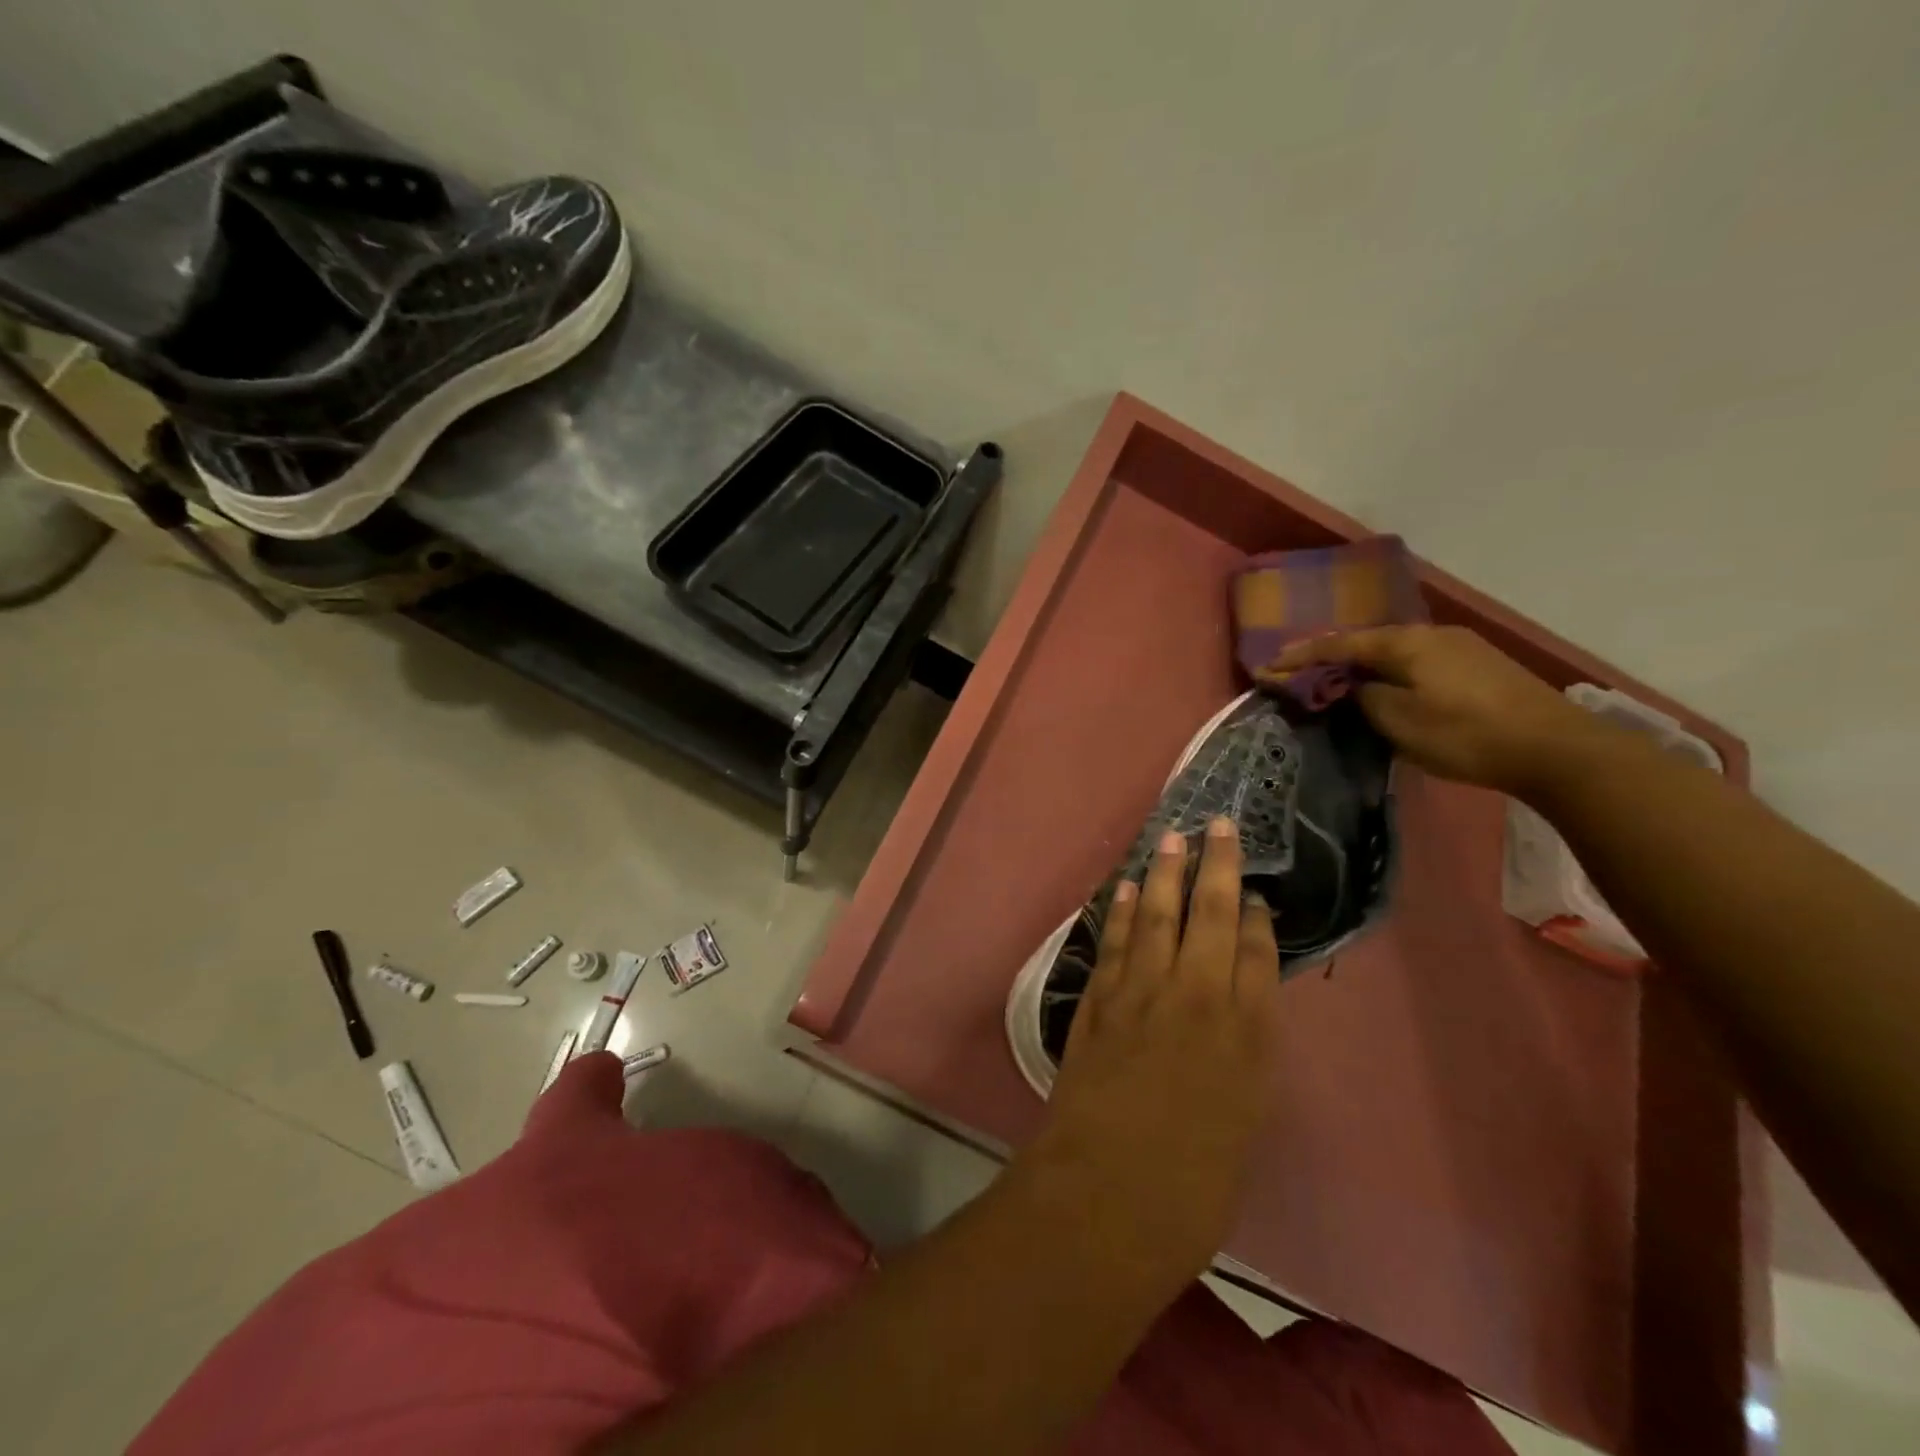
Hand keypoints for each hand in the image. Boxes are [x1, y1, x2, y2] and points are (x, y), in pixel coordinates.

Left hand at [1016, 817, 1280, 1295]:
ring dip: (1164, 873)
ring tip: (1172, 837)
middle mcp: (1198, 997)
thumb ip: (1240, 1059)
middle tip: (1218, 824)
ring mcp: (1142, 992)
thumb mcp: (1242, 1123)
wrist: (1108, 1196)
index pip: (1257, 954)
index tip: (1253, 890)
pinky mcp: (1098, 999)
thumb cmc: (1193, 1185)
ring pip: (1158, 915)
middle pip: (1211, 915)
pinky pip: (1114, 942)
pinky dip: (1120, 911)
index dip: (1255, 917)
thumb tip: (1235, 1015)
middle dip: (1216, 866)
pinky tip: (1124, 886)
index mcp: (1248, 1034)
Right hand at [1272, 625, 1601, 794]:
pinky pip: (1418, 661)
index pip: (1341, 643)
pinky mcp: (1481, 666)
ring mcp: (1462, 647)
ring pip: (1396, 651)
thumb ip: (1365, 699)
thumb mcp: (1400, 722)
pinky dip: (1392, 672)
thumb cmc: (1467, 734)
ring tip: (1340, 682)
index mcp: (1407, 643)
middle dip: (1332, 657)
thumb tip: (1355, 687)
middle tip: (1302, 673)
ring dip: (1364, 665)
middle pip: (1369, 641)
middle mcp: (1433, 634)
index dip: (1302, 655)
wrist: (1557, 749)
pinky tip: (1388, 687)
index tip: (1269, 664)